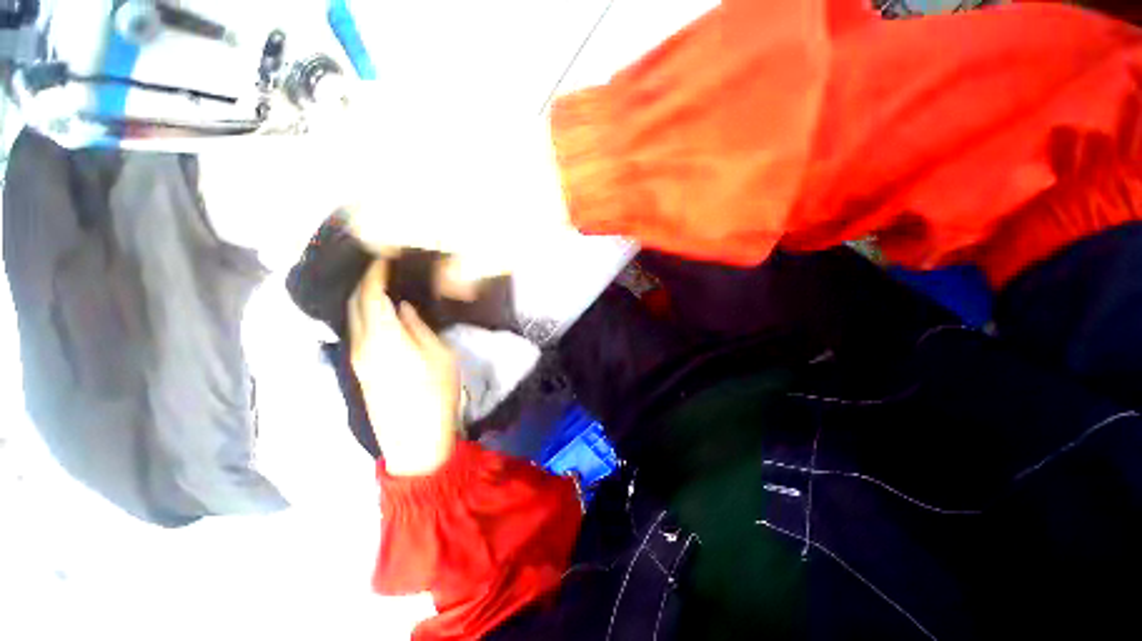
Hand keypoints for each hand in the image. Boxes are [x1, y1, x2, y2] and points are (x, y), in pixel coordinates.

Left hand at [348, 261, 459, 476]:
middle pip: (354, 305)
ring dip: (362, 300)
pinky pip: (356, 332)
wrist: (416, 439)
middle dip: (364, 284)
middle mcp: (361, 345)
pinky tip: (380, 313)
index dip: (374, 275)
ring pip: (352, 319)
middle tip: (383, 271)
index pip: (369, 296)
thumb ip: (418, 327)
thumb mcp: (440, 355)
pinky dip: (364, 316)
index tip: (384, 260)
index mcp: (383, 338)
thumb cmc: (436, 394)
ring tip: (382, 287)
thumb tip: (402, 307)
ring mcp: (357, 359)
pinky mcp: (360, 370)